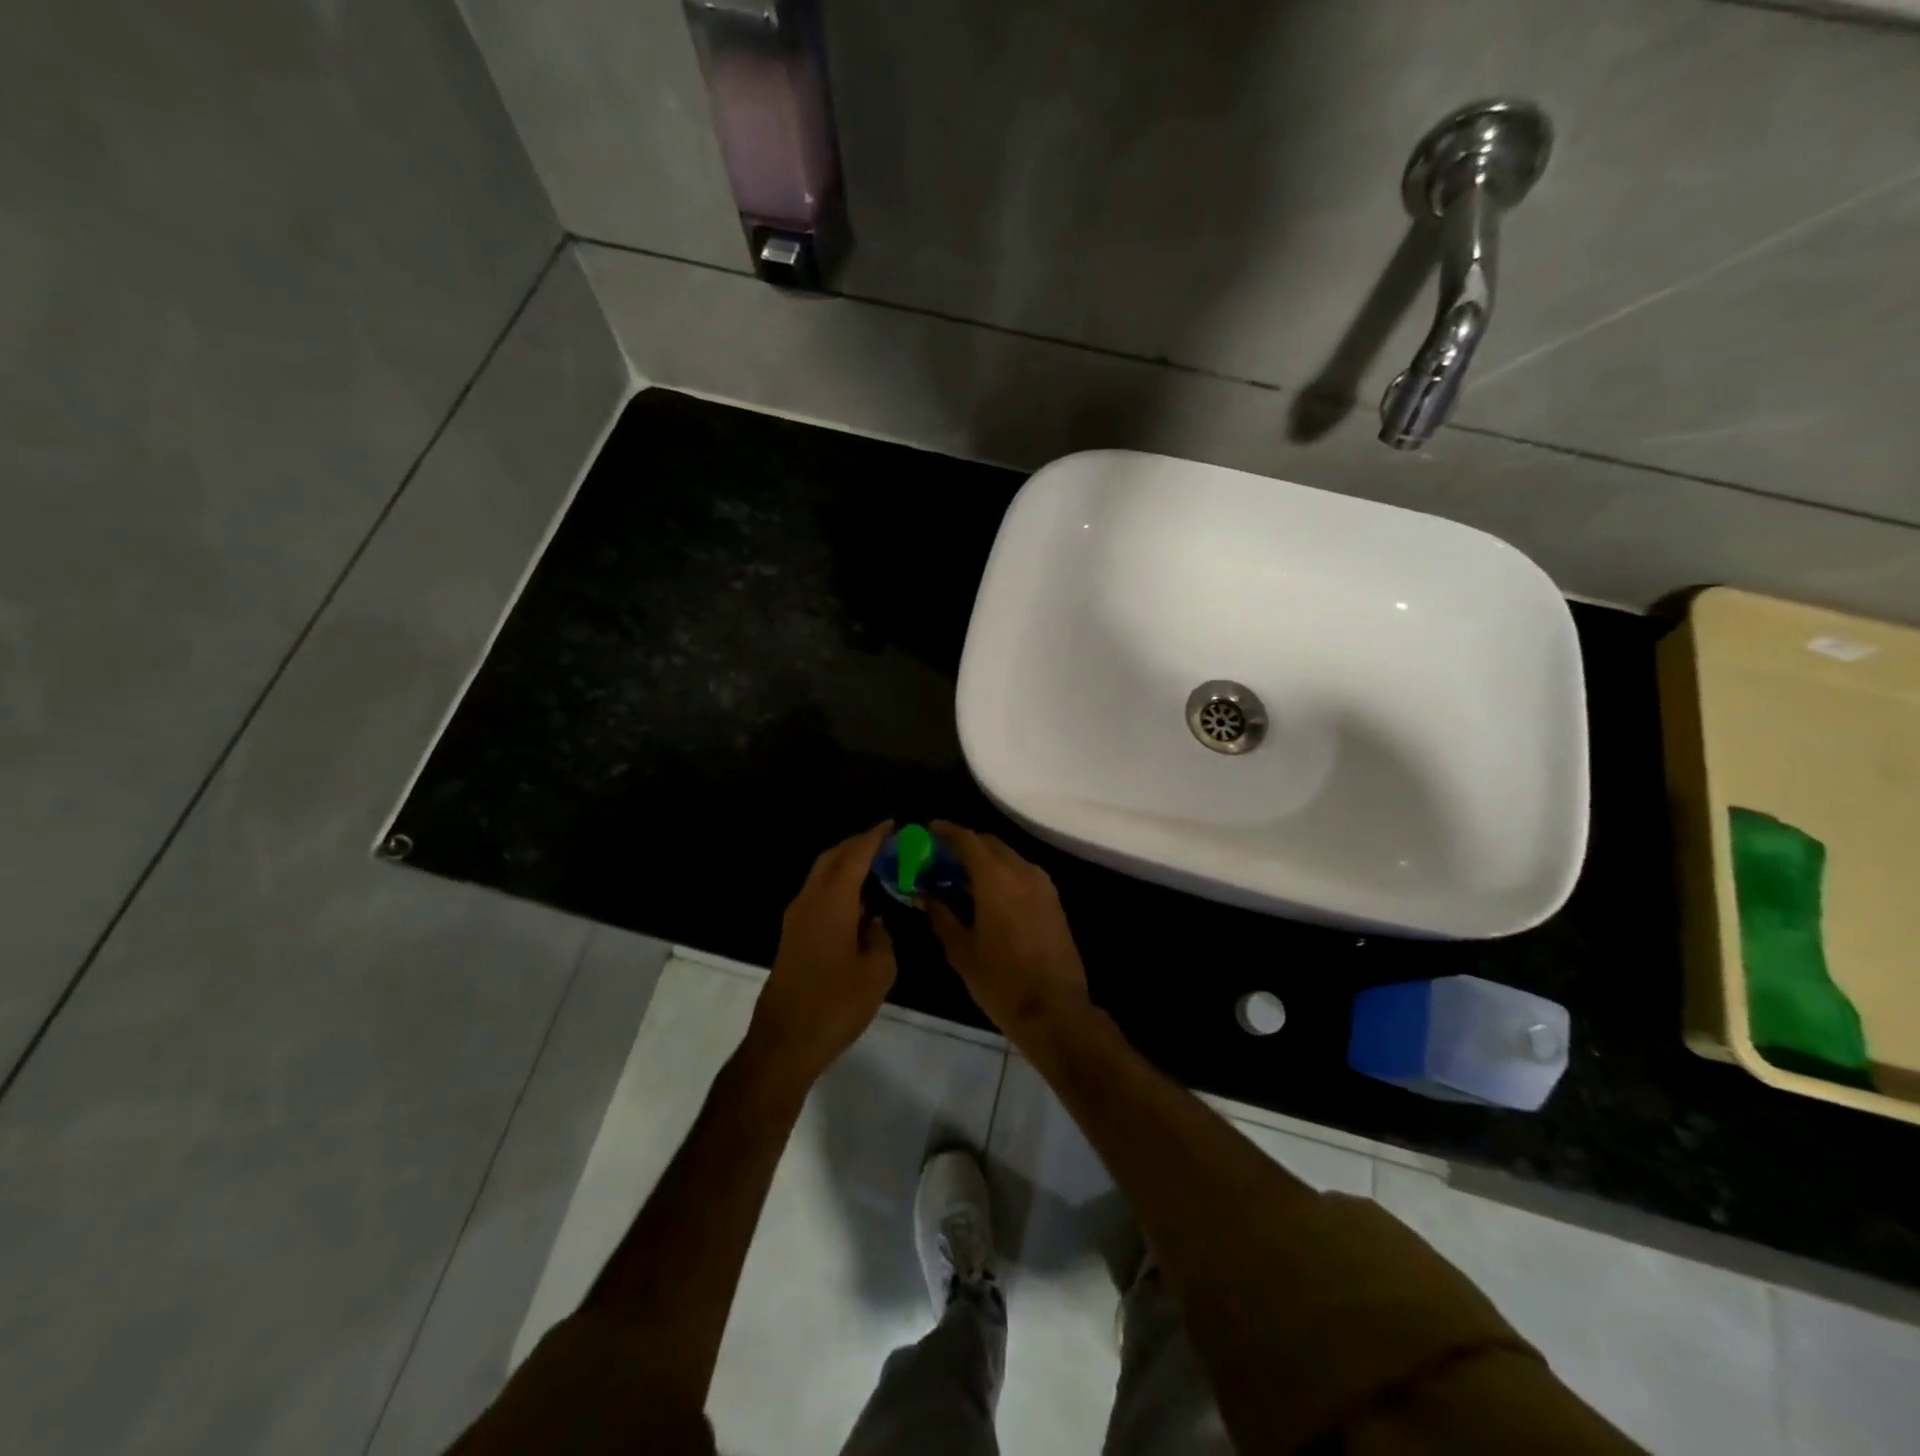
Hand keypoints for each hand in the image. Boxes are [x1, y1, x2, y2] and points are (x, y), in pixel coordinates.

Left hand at [747, 822, 898, 1086]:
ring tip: (875, 867)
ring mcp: (796, 919)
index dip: (874, 838)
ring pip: (821, 876)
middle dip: (857, 845)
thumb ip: (882, 938)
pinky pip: (818, 895)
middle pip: (832, 859)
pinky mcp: (792, 936)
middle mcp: (810, 901)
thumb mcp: (878, 971)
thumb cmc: (835, 1003)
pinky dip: (837, 886)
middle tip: (885, 842)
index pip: (855, 856)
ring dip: (845, 865)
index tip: (893, 825)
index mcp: (832, 902)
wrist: (785, 1041)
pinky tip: (858, 901)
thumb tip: (876, 924)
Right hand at [925, 822, 1090, 1043]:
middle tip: (941, 857)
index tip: (928, 830)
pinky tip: (987, 893)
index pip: (968, 840)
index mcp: (996, 878)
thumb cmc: (1001, 981)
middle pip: (990, 843)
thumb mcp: (961, 950)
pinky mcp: (1053, 900)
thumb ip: (941, 915)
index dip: (946, 831)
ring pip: (1008, 857)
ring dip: (985, 859)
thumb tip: (924, 895)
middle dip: (965, 844)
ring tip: (961, 876)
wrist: (1055, 1010)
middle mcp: (1022, 871)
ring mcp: (1042, 884)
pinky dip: (1002, 873)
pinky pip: (1022, 873)